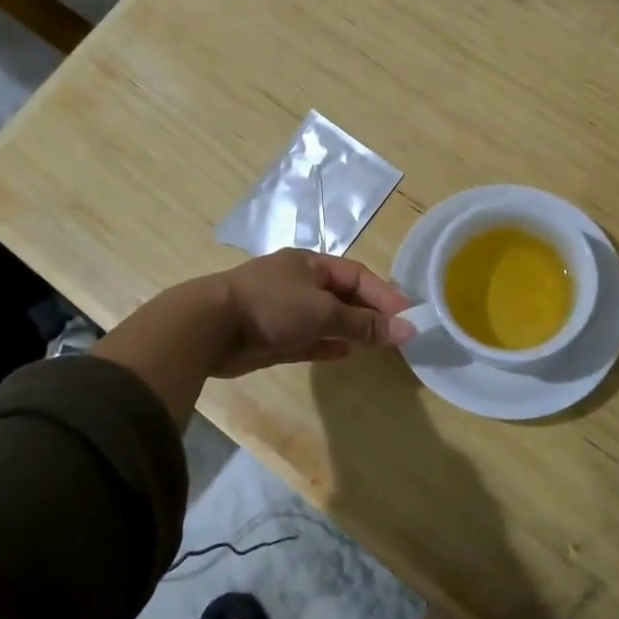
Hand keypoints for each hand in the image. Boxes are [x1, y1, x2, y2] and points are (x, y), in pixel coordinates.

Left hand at [210, 250, 414, 376]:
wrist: (210, 328)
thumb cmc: (271, 307)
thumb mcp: (323, 312)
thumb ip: (364, 323)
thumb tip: (408, 330)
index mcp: (309, 264)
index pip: (357, 275)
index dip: (384, 294)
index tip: (409, 317)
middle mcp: (298, 283)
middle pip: (343, 296)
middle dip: (370, 313)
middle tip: (398, 334)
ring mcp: (284, 310)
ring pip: (326, 318)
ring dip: (351, 329)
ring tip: (379, 345)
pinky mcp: (272, 336)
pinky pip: (309, 339)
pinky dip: (328, 344)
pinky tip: (346, 354)